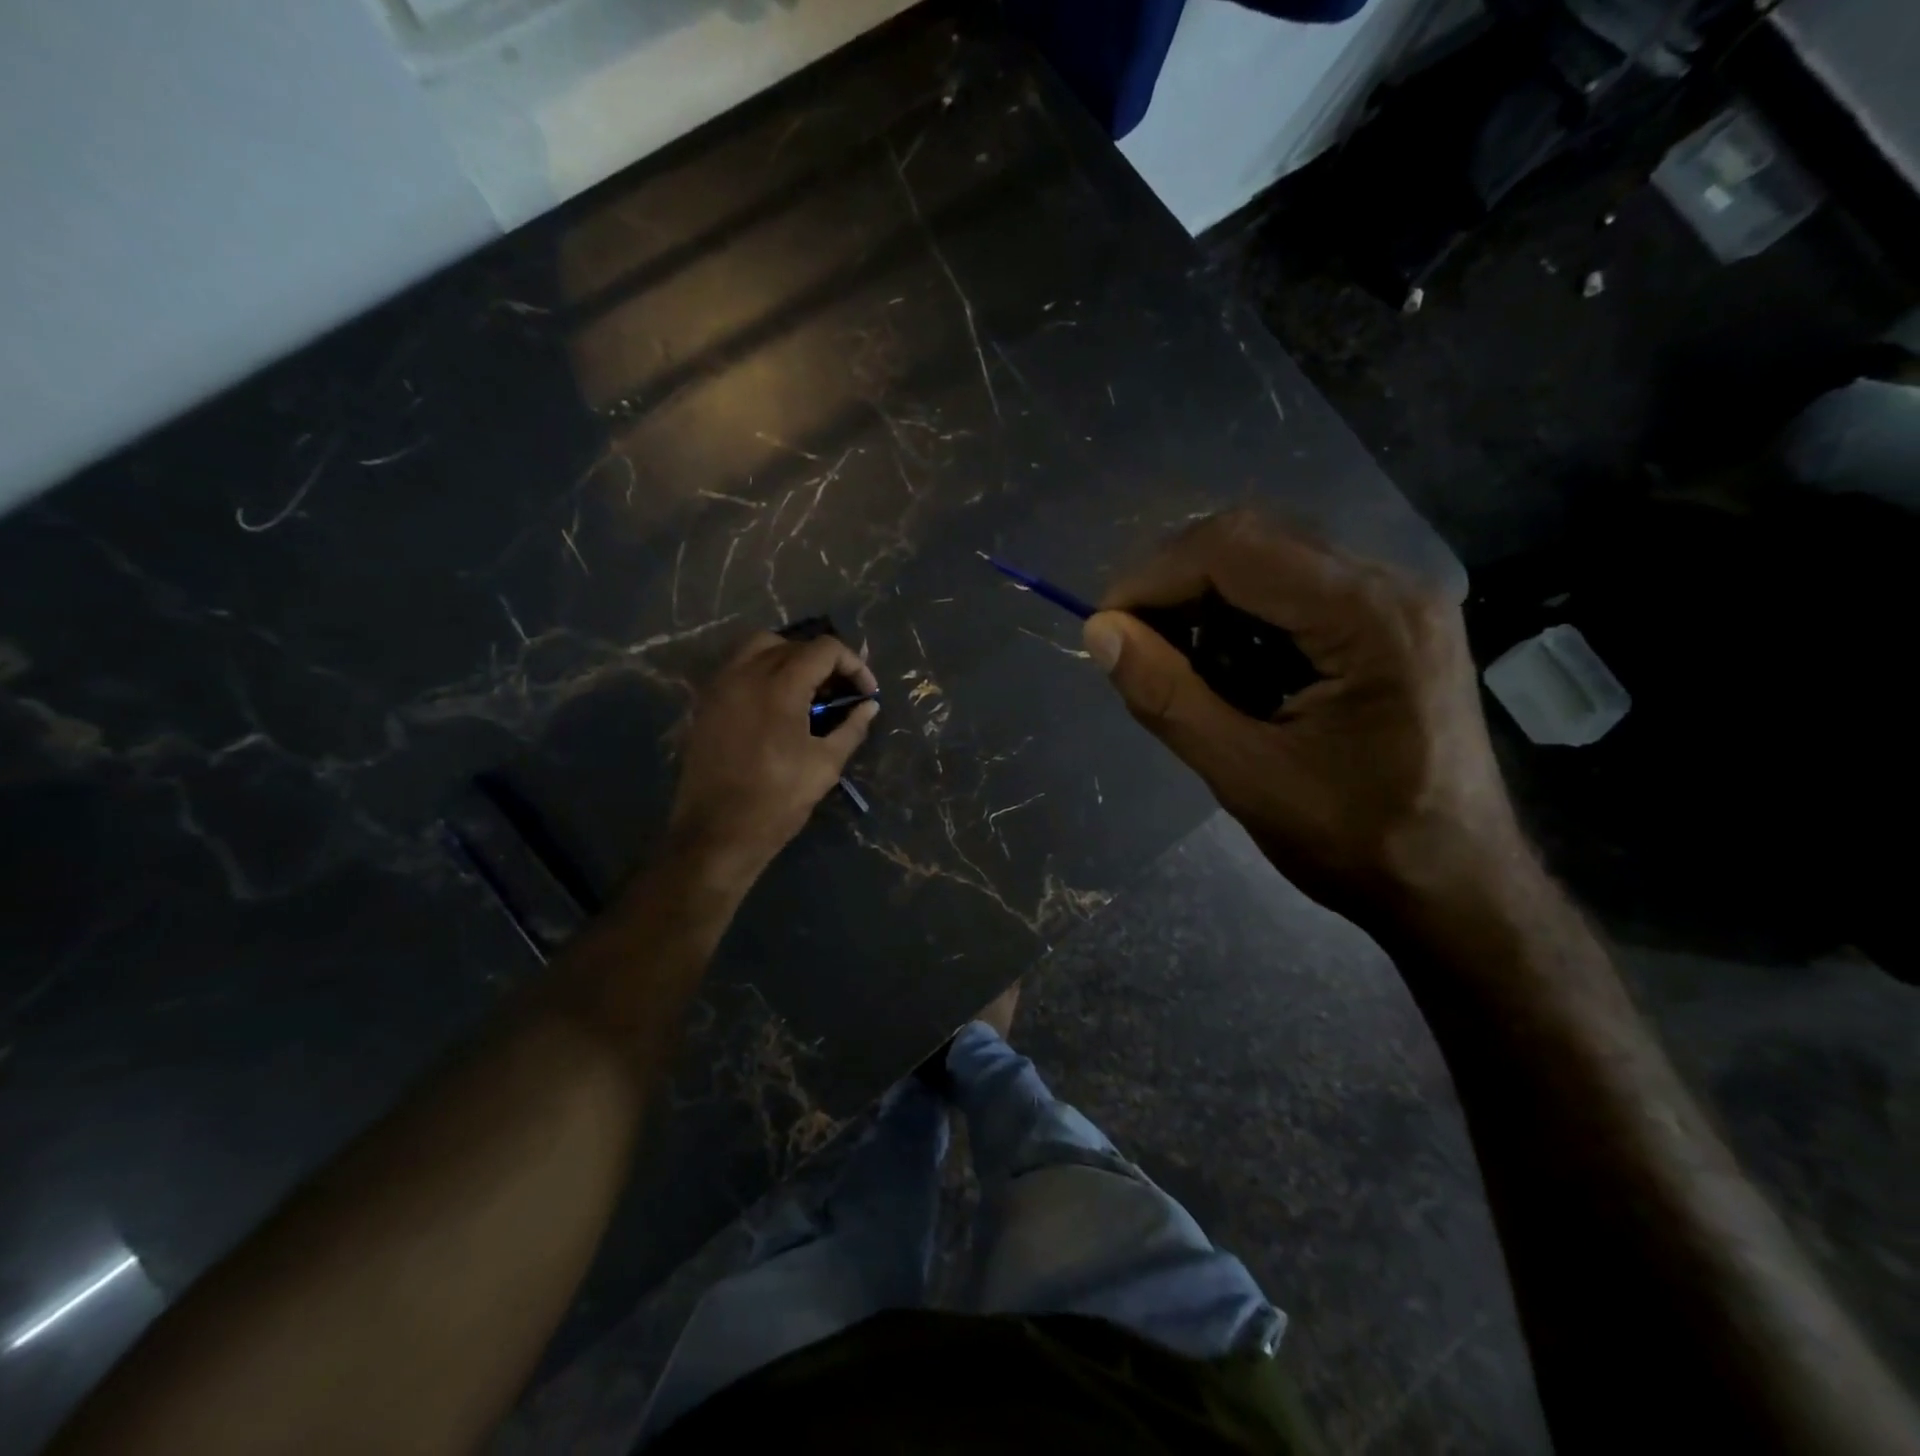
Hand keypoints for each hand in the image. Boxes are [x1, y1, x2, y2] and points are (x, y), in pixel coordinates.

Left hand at [669, 632, 878, 886]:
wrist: (716, 832)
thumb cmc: (777, 800)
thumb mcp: (825, 765)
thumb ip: (851, 728)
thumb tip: (869, 707)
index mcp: (780, 686)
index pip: (824, 649)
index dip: (853, 665)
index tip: (866, 693)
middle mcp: (746, 674)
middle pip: (792, 643)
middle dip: (823, 661)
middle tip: (838, 692)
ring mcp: (720, 687)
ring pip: (758, 647)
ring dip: (789, 659)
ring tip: (806, 691)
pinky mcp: (706, 704)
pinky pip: (737, 669)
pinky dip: (762, 672)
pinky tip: (776, 705)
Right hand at [1083, 511, 1528, 928]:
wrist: (1459, 888)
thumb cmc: (1360, 843)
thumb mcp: (1247, 777)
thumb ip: (1168, 698)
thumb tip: (1099, 633)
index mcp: (1370, 617)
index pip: (1236, 549)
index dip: (1154, 575)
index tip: (1105, 625)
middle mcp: (1392, 585)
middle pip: (1256, 539)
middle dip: (1176, 583)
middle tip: (1132, 642)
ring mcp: (1397, 601)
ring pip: (1273, 559)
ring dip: (1207, 600)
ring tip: (1174, 661)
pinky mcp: (1390, 624)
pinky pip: (1297, 589)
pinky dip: (1242, 617)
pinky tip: (1226, 667)